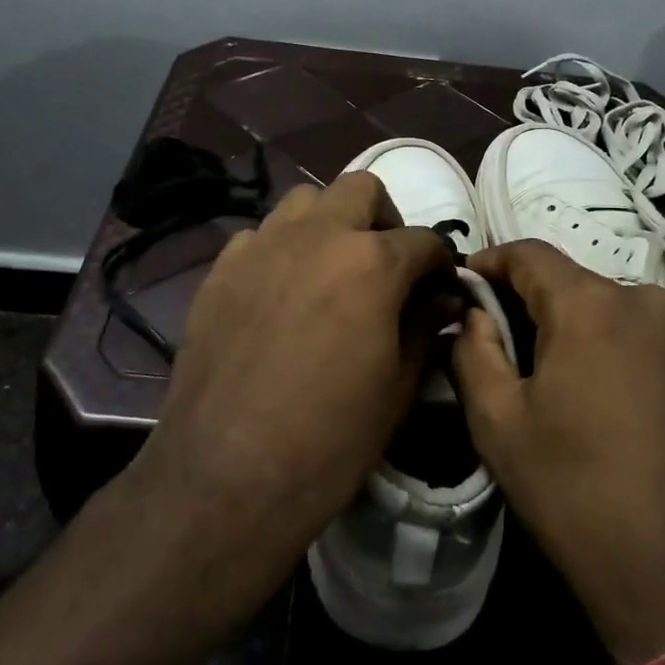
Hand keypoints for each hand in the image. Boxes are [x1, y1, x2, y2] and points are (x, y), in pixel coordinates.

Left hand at [134, 172, 456, 587]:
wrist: (226, 475)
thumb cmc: (330, 438)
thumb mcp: (398, 387)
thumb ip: (425, 327)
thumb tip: (443, 298)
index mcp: (371, 262)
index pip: (423, 241)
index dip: (440, 263)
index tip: (440, 287)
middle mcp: (317, 235)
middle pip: (361, 189)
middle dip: (384, 219)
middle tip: (386, 264)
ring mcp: (262, 246)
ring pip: (304, 201)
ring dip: (329, 223)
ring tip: (331, 270)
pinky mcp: (221, 269)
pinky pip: (258, 237)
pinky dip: (280, 250)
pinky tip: (279, 293)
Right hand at [452, 239, 664, 664]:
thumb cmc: (577, 493)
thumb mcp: (498, 423)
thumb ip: (472, 350)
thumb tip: (473, 314)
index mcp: (592, 305)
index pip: (528, 253)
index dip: (488, 263)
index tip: (462, 288)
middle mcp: (645, 299)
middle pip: (569, 280)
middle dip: (526, 300)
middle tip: (494, 340)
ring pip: (604, 306)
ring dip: (568, 324)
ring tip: (543, 372)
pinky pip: (637, 331)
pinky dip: (605, 343)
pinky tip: (592, 391)